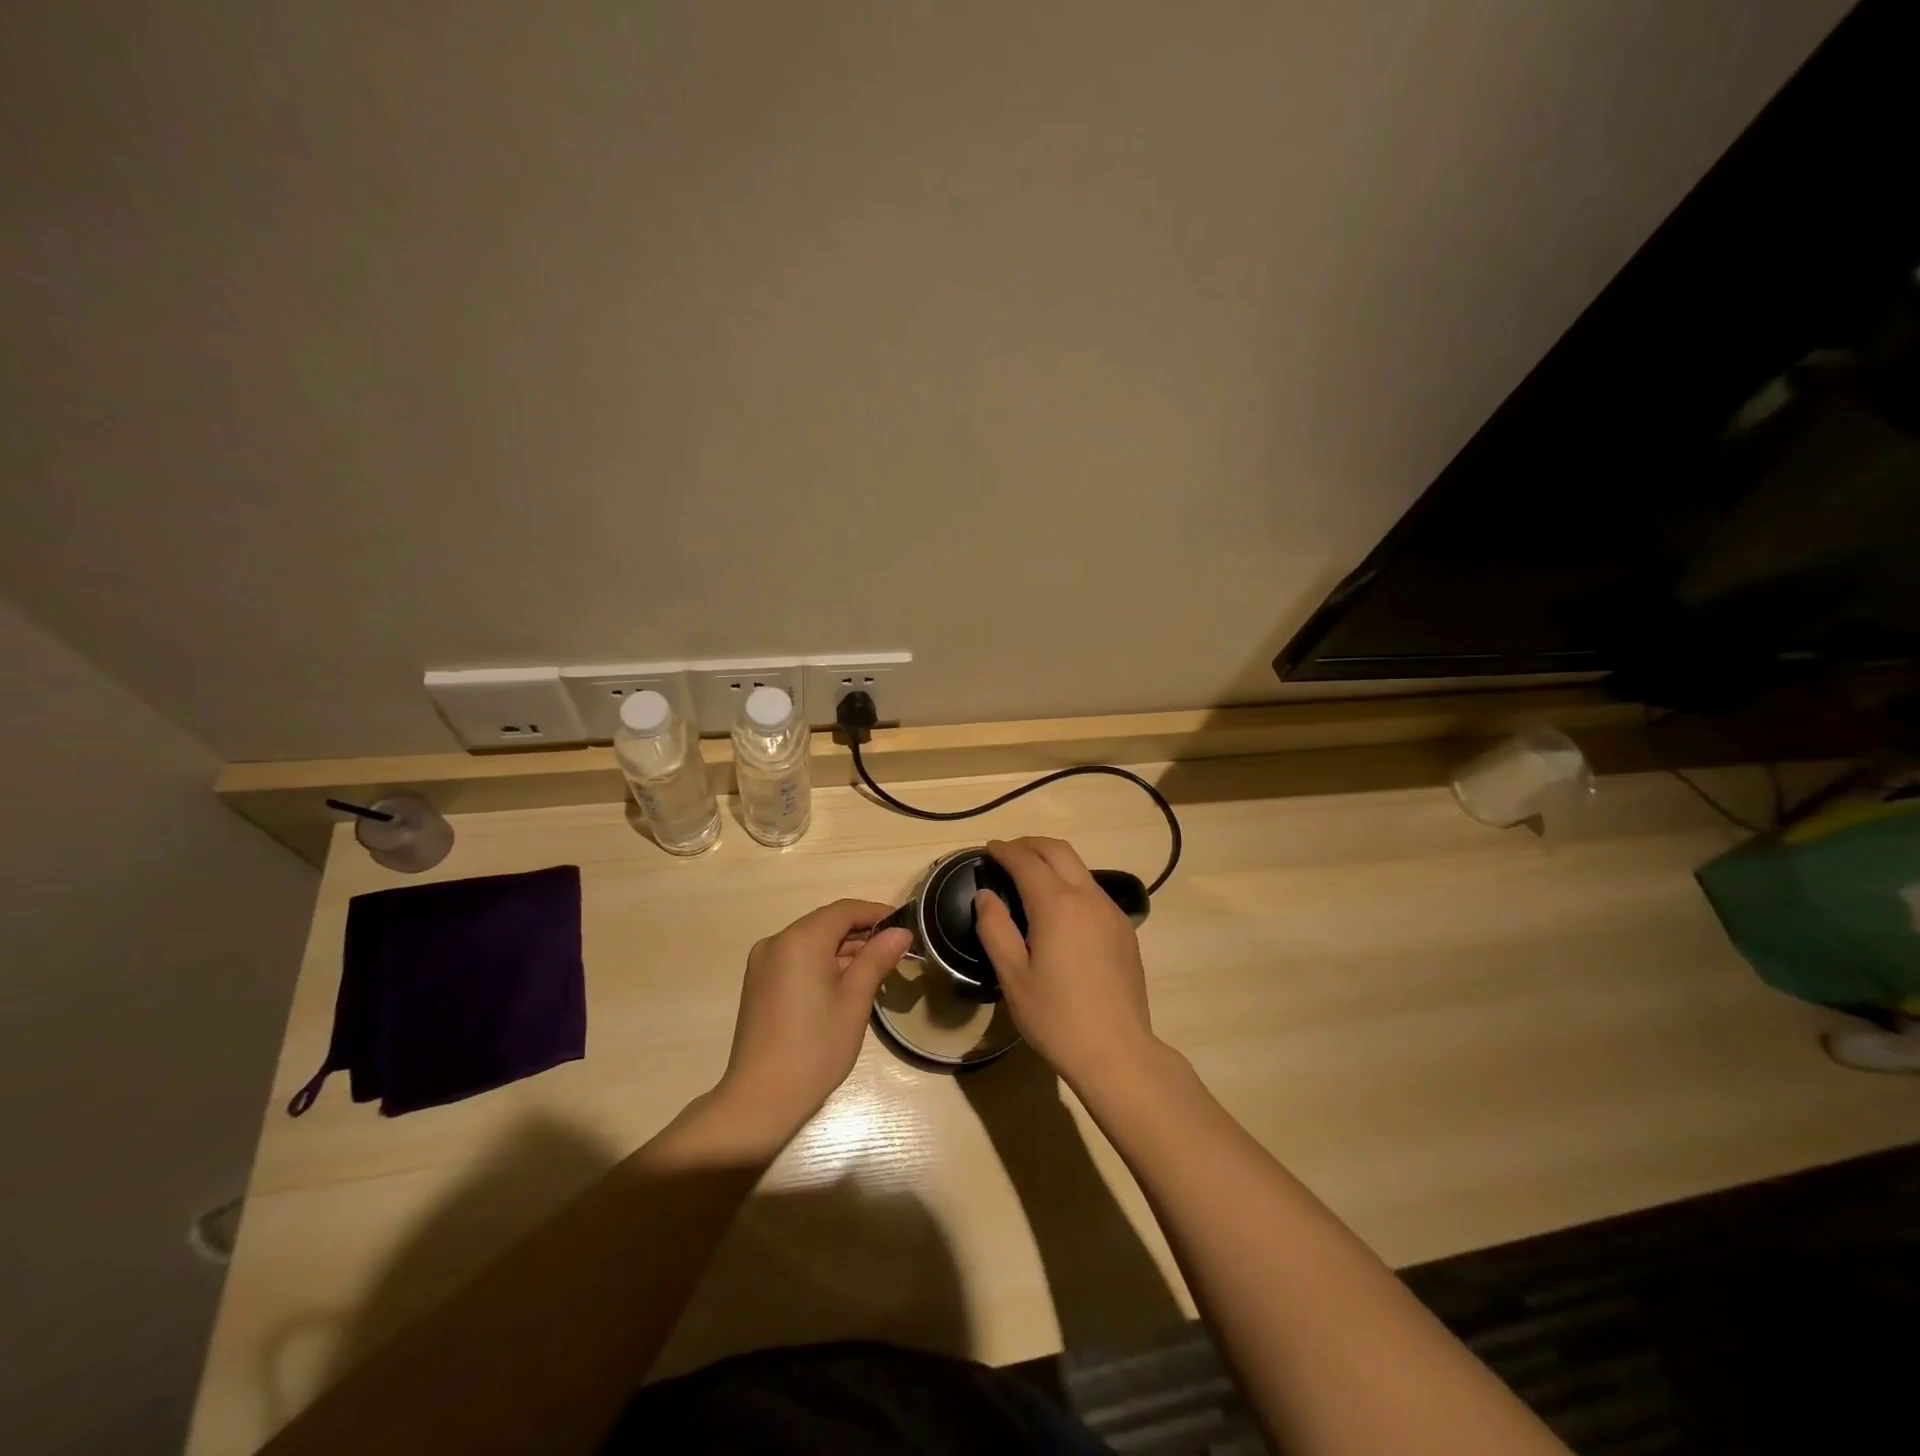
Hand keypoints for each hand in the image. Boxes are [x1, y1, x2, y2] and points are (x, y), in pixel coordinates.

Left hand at [713, 899, 912, 1149]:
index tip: (906, 926)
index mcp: (800, 940)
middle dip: (861, 933)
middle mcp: (777, 942)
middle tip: (896, 952)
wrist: (760, 1099)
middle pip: (826, 923)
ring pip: (811, 942)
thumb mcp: (855, 1001)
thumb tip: (901, 932)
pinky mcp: (758, 983)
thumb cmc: (815, 1048)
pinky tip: (844, 985)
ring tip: (876, 970)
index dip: (876, 913)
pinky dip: (822, 963)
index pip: (844, 910)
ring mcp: (763, 963)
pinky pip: (797, 959)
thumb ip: (877, 959)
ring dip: (843, 950)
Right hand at [973, 837, 1161, 1092]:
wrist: (1118, 1051)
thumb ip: (995, 929)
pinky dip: (1070, 881)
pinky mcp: (1124, 929)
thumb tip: (985, 895)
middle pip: (1059, 851)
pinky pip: (1093, 890)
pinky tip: (1058, 906)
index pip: (1026, 861)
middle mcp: (1088, 897)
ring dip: (1052, 861)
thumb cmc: (1057, 1017)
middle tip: (1007, 852)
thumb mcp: (1013, 976)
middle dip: (1030, 844)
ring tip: (1029, 875)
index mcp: (1057, 905)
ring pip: (1080, 868)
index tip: (988, 849)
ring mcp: (1111, 911)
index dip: (1005, 851)